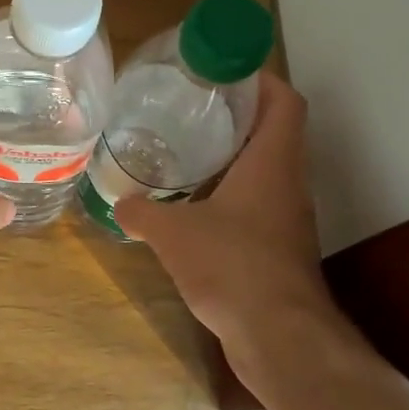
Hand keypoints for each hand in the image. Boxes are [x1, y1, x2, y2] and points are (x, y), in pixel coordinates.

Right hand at [113, 74, 345, 386]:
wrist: (279, 338)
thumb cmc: (233, 266)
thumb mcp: (174, 233)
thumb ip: (143, 212)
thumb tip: (120, 204)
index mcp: (273, 162)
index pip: (284, 101)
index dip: (260, 79)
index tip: (223, 71)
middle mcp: (288, 183)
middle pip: (273, 132)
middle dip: (236, 115)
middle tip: (190, 107)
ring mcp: (287, 218)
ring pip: (265, 170)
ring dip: (233, 157)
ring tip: (186, 151)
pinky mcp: (278, 248)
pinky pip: (256, 205)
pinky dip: (230, 195)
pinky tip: (194, 206)